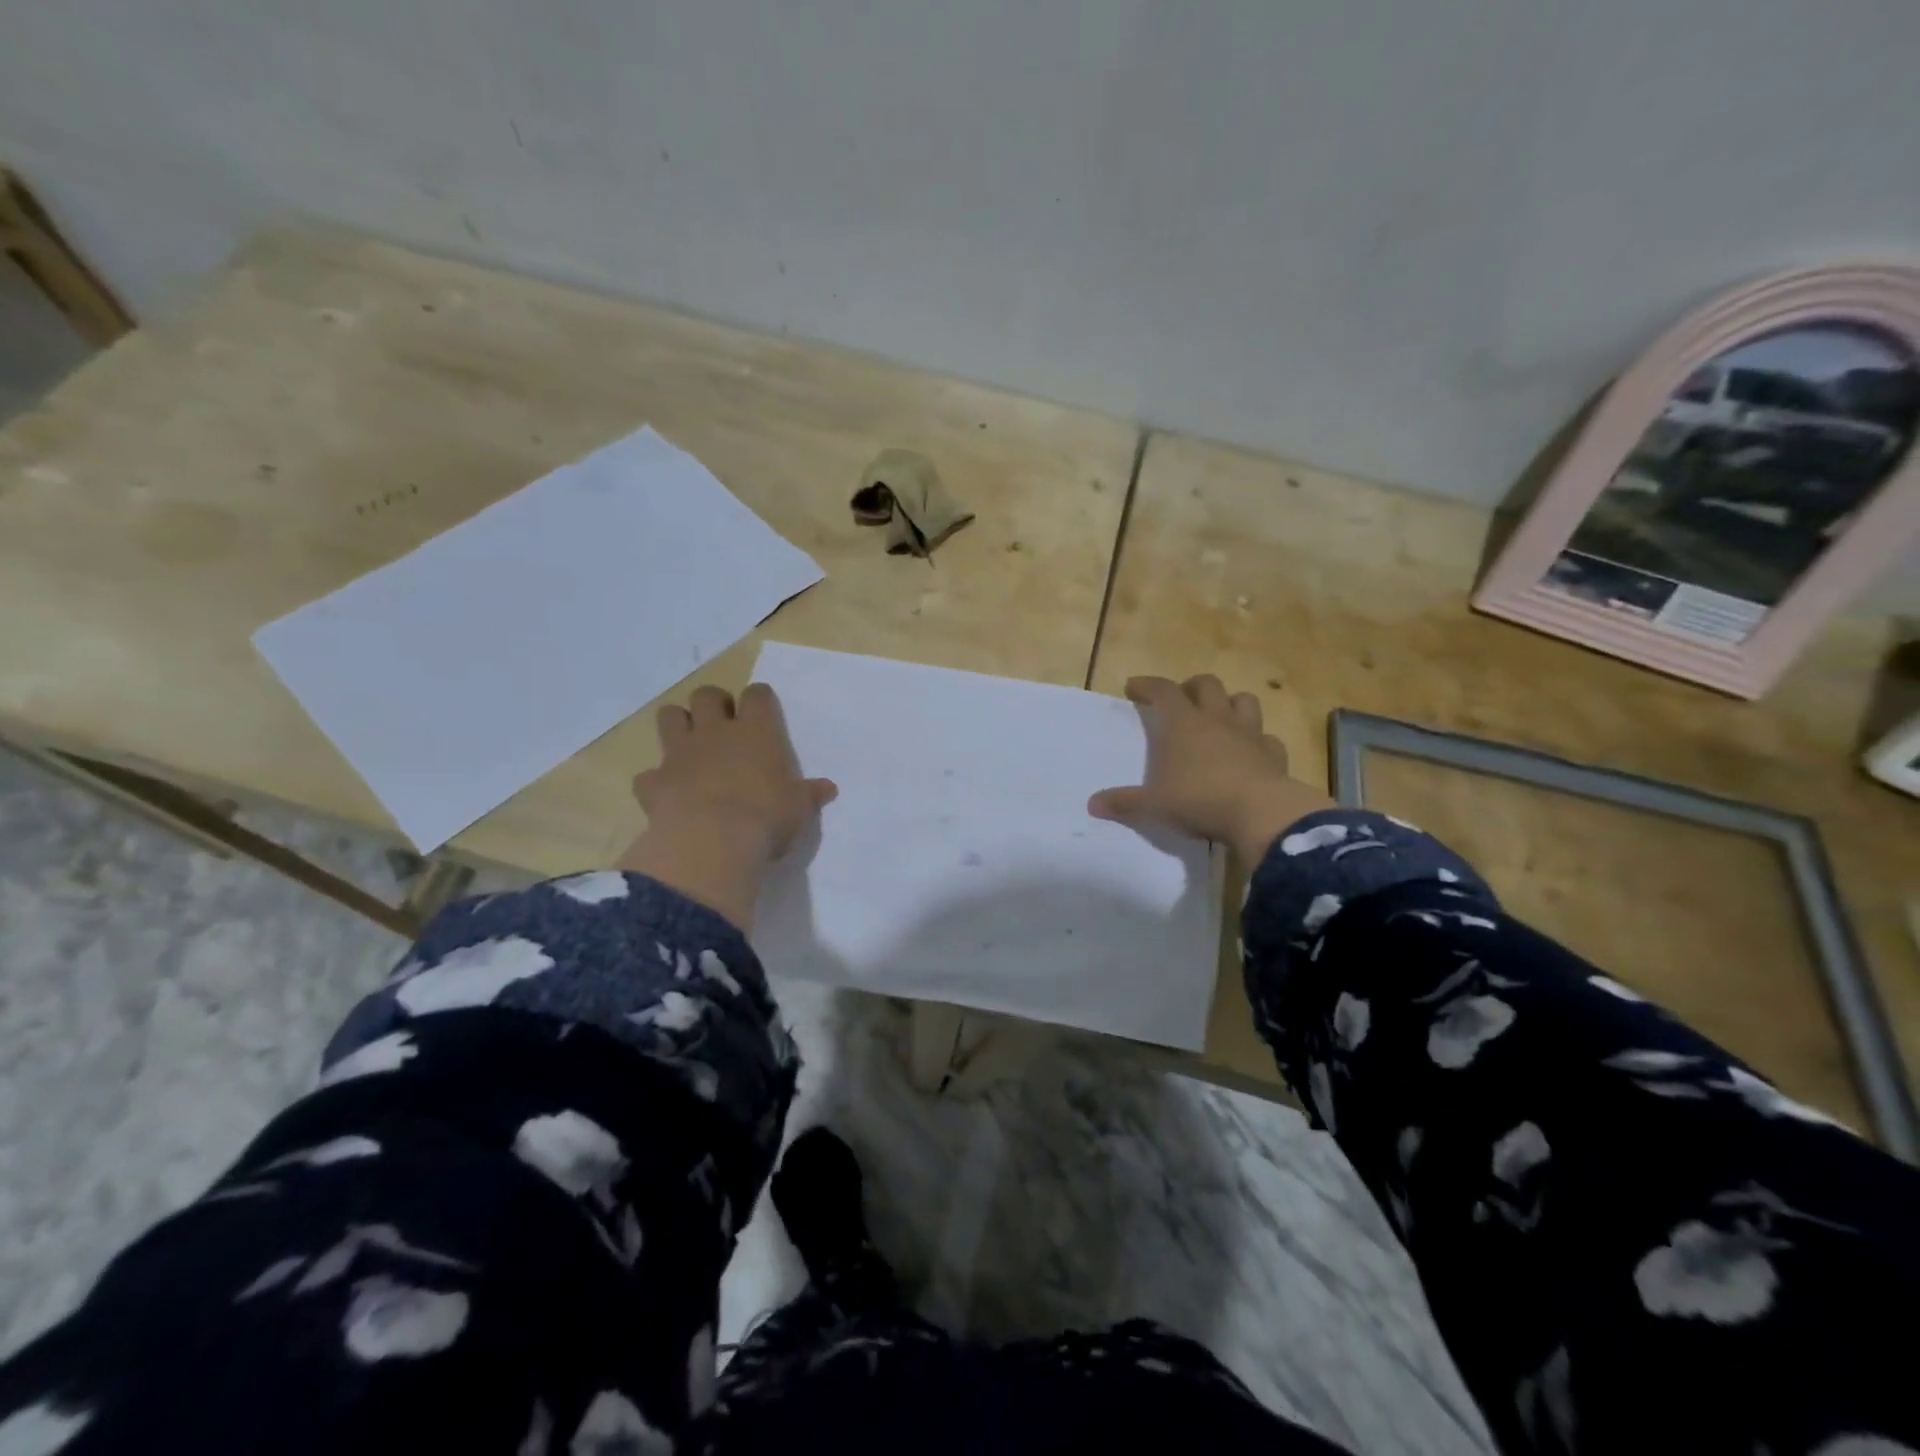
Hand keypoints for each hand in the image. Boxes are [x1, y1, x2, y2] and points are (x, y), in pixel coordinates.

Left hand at [618, 683, 835, 929]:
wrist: (712, 842)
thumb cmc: (766, 818)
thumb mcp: (799, 809)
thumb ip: (809, 795)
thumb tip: (828, 788)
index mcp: (756, 732)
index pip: (757, 695)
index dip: (759, 699)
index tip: (762, 711)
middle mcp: (716, 732)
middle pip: (706, 695)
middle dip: (713, 704)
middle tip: (722, 724)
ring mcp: (680, 754)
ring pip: (669, 717)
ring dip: (677, 725)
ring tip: (689, 745)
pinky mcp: (654, 782)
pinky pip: (648, 774)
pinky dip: (656, 780)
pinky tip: (666, 794)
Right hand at [1088, 675, 1332, 862]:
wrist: (1259, 813)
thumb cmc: (1198, 800)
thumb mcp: (1153, 805)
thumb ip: (1123, 802)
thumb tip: (1092, 805)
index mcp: (1183, 723)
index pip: (1162, 690)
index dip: (1146, 685)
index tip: (1133, 688)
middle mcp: (1217, 719)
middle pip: (1207, 684)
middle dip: (1191, 687)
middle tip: (1180, 701)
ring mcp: (1250, 734)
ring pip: (1244, 700)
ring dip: (1230, 703)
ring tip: (1218, 718)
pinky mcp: (1273, 754)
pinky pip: (1267, 738)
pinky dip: (1258, 740)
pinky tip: (1250, 752)